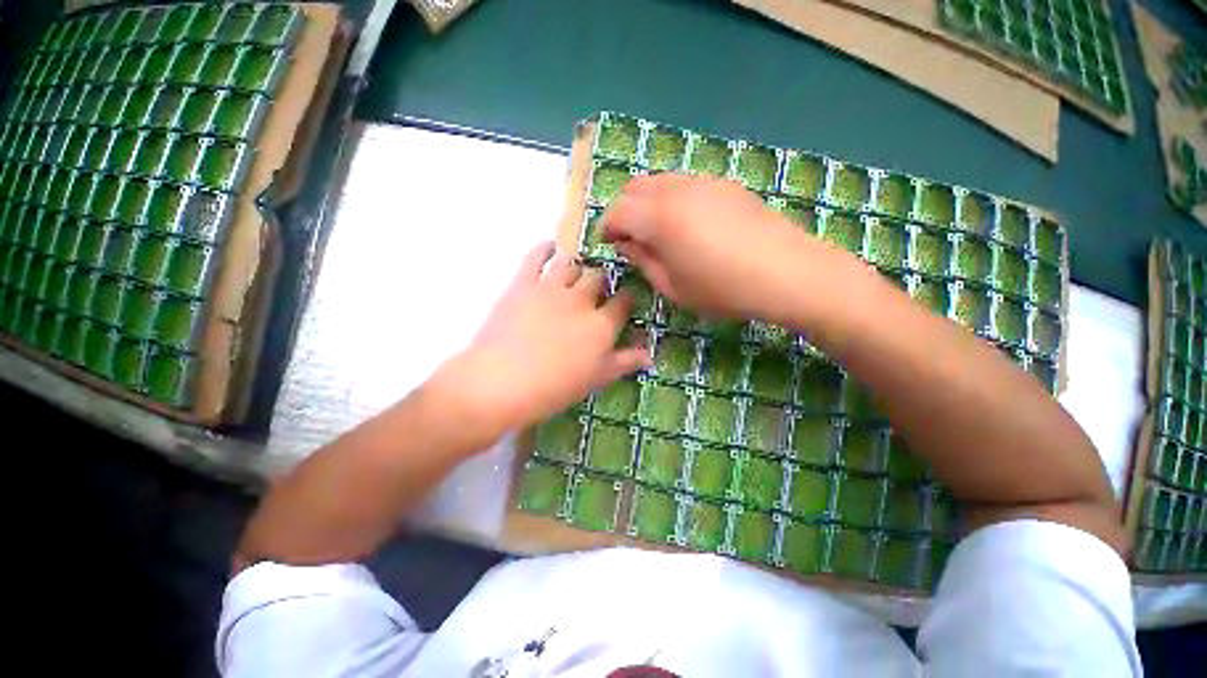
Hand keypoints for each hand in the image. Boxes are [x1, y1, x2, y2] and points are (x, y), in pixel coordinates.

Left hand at [434, 242, 649, 435]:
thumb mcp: (596, 379)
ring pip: (572, 265)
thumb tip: (649, 354)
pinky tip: (550, 247)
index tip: (625, 301)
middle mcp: (581, 300)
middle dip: (602, 282)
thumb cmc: (554, 389)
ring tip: (576, 274)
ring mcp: (551, 288)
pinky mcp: (523, 284)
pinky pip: (536, 258)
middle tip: (597, 291)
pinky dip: (544, 249)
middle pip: (599, 278)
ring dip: (578, 267)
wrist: (501, 383)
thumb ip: (624, 362)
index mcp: (601, 324)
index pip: (623, 302)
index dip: (627, 298)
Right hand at [601, 174, 853, 324]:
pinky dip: (673, 199)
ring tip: (659, 231)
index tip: (609, 243)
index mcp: (658, 217)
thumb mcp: (673, 286)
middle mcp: (676, 189)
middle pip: (635, 187)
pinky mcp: (725, 184)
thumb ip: (643, 260)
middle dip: (624, 210)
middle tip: (631, 237)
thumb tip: (627, 242)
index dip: (607, 227)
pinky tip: (688, 224)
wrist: (786, 272)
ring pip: (660, 181)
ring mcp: (703, 182)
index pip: (617, 210)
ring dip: (648, 203)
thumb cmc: (722, 289)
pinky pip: (685, 184)